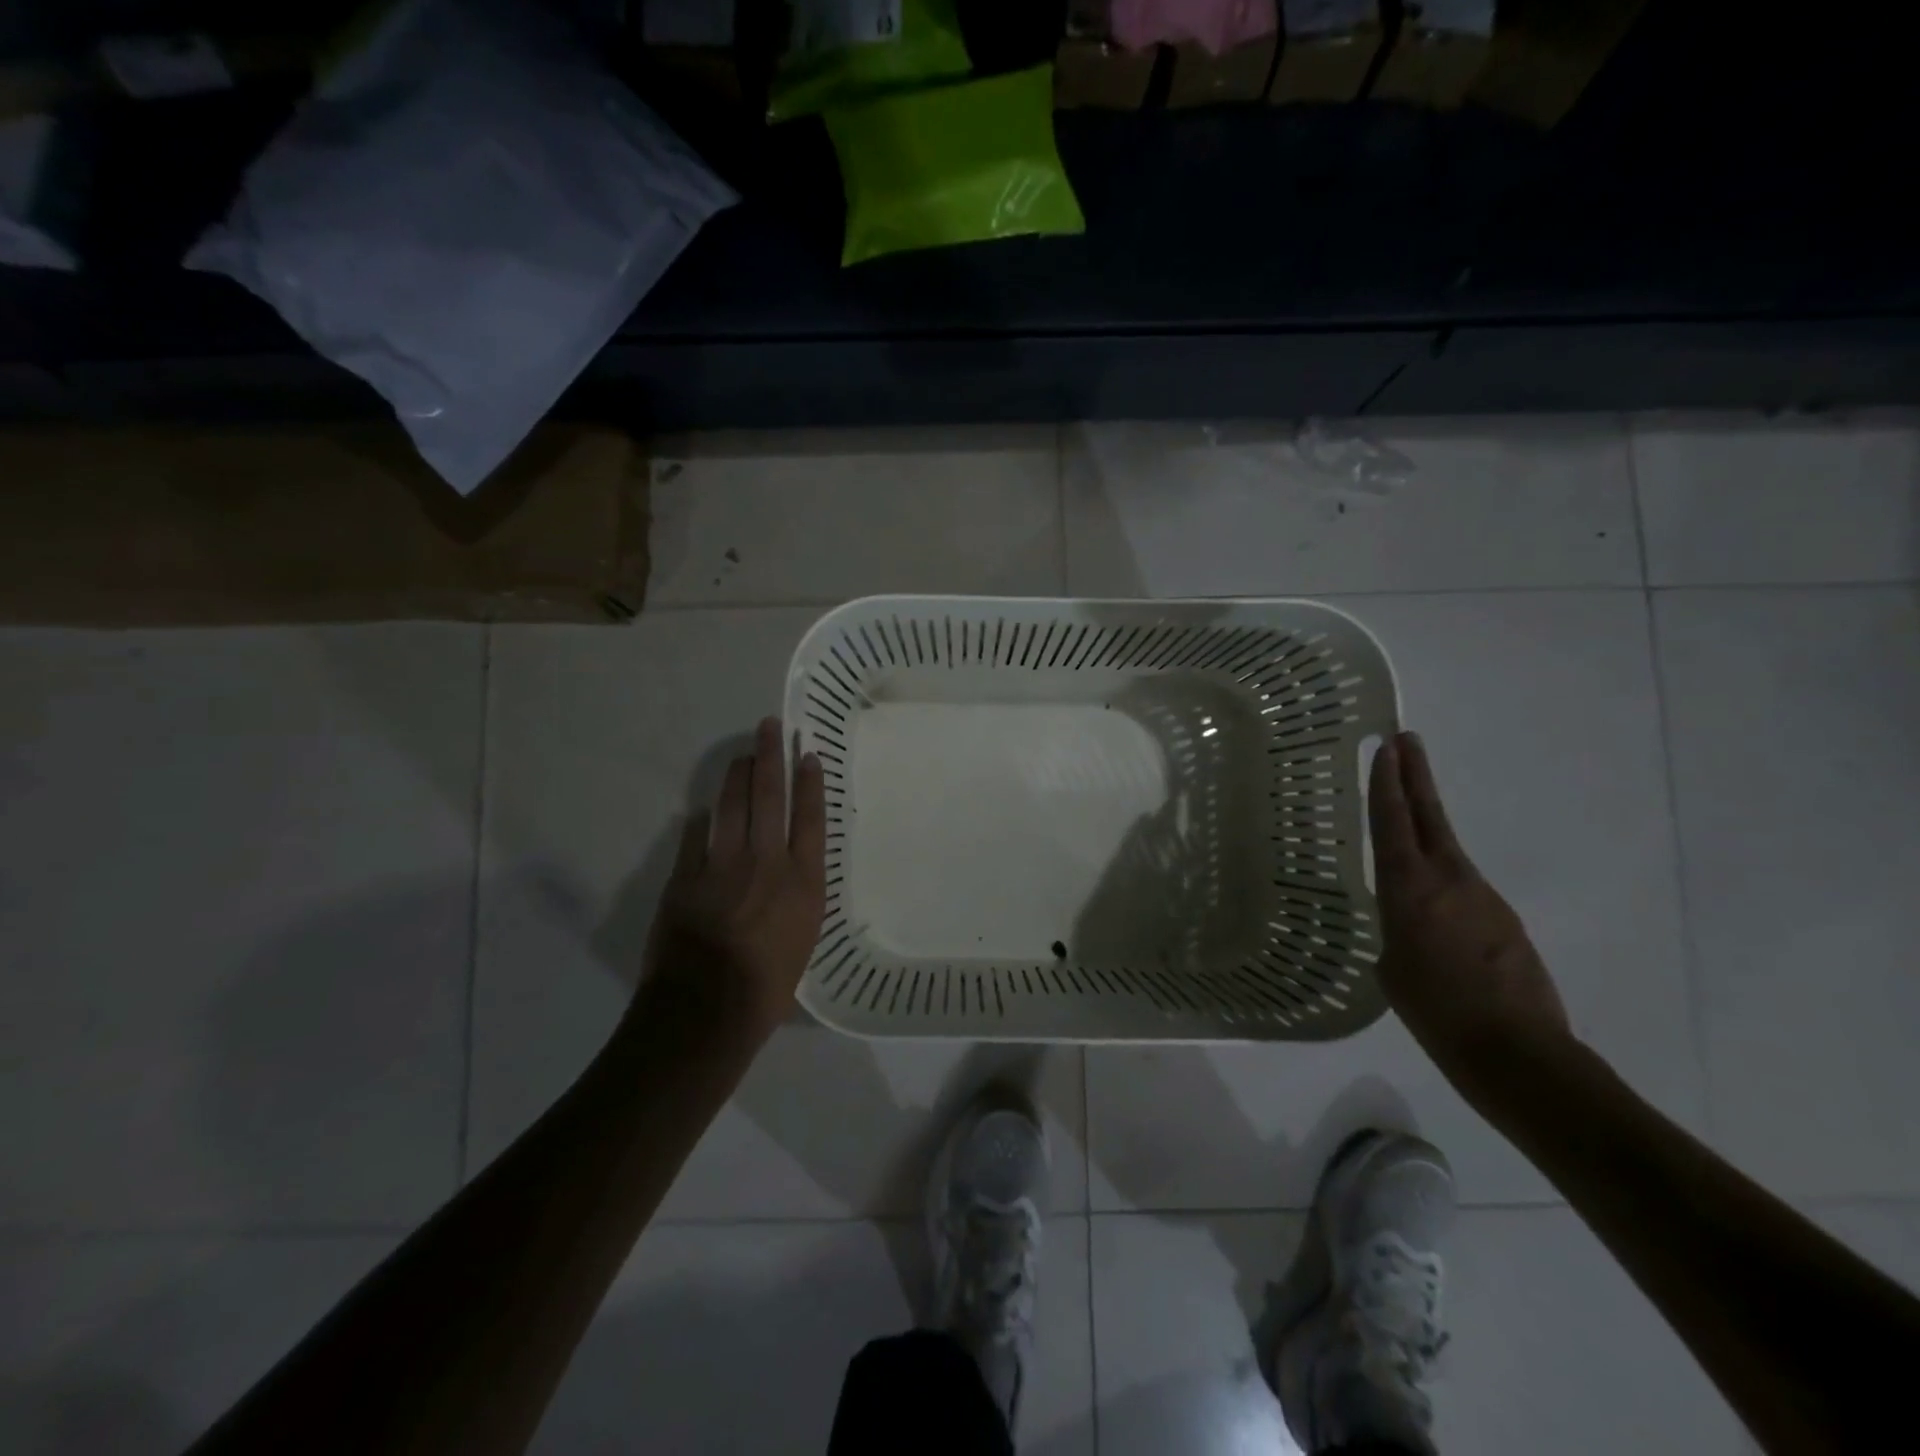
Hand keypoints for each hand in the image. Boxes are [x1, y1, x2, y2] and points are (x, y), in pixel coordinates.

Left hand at [641, 717, 826, 1041]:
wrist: (708, 1008)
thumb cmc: (769, 987)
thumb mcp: (804, 939)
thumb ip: (799, 898)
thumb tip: (789, 875)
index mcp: (804, 880)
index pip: (811, 817)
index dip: (810, 782)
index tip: (809, 754)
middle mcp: (768, 861)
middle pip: (770, 796)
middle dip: (771, 756)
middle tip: (769, 726)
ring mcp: (724, 864)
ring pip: (732, 804)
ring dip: (738, 774)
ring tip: (743, 754)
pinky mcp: (687, 875)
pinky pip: (696, 834)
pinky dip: (703, 818)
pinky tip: (705, 808)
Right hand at [1368, 731, 1571, 1095]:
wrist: (1518, 1054)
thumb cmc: (1435, 1012)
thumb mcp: (1392, 969)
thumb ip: (1396, 933)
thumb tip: (1409, 927)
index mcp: (1410, 890)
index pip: (1393, 823)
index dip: (1387, 784)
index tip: (1386, 748)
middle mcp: (1449, 881)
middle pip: (1429, 816)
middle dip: (1414, 776)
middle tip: (1406, 740)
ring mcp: (1484, 899)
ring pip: (1448, 852)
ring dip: (1427, 830)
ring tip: (1406, 822)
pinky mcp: (1506, 922)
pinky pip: (1465, 891)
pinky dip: (1444, 885)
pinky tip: (1436, 914)